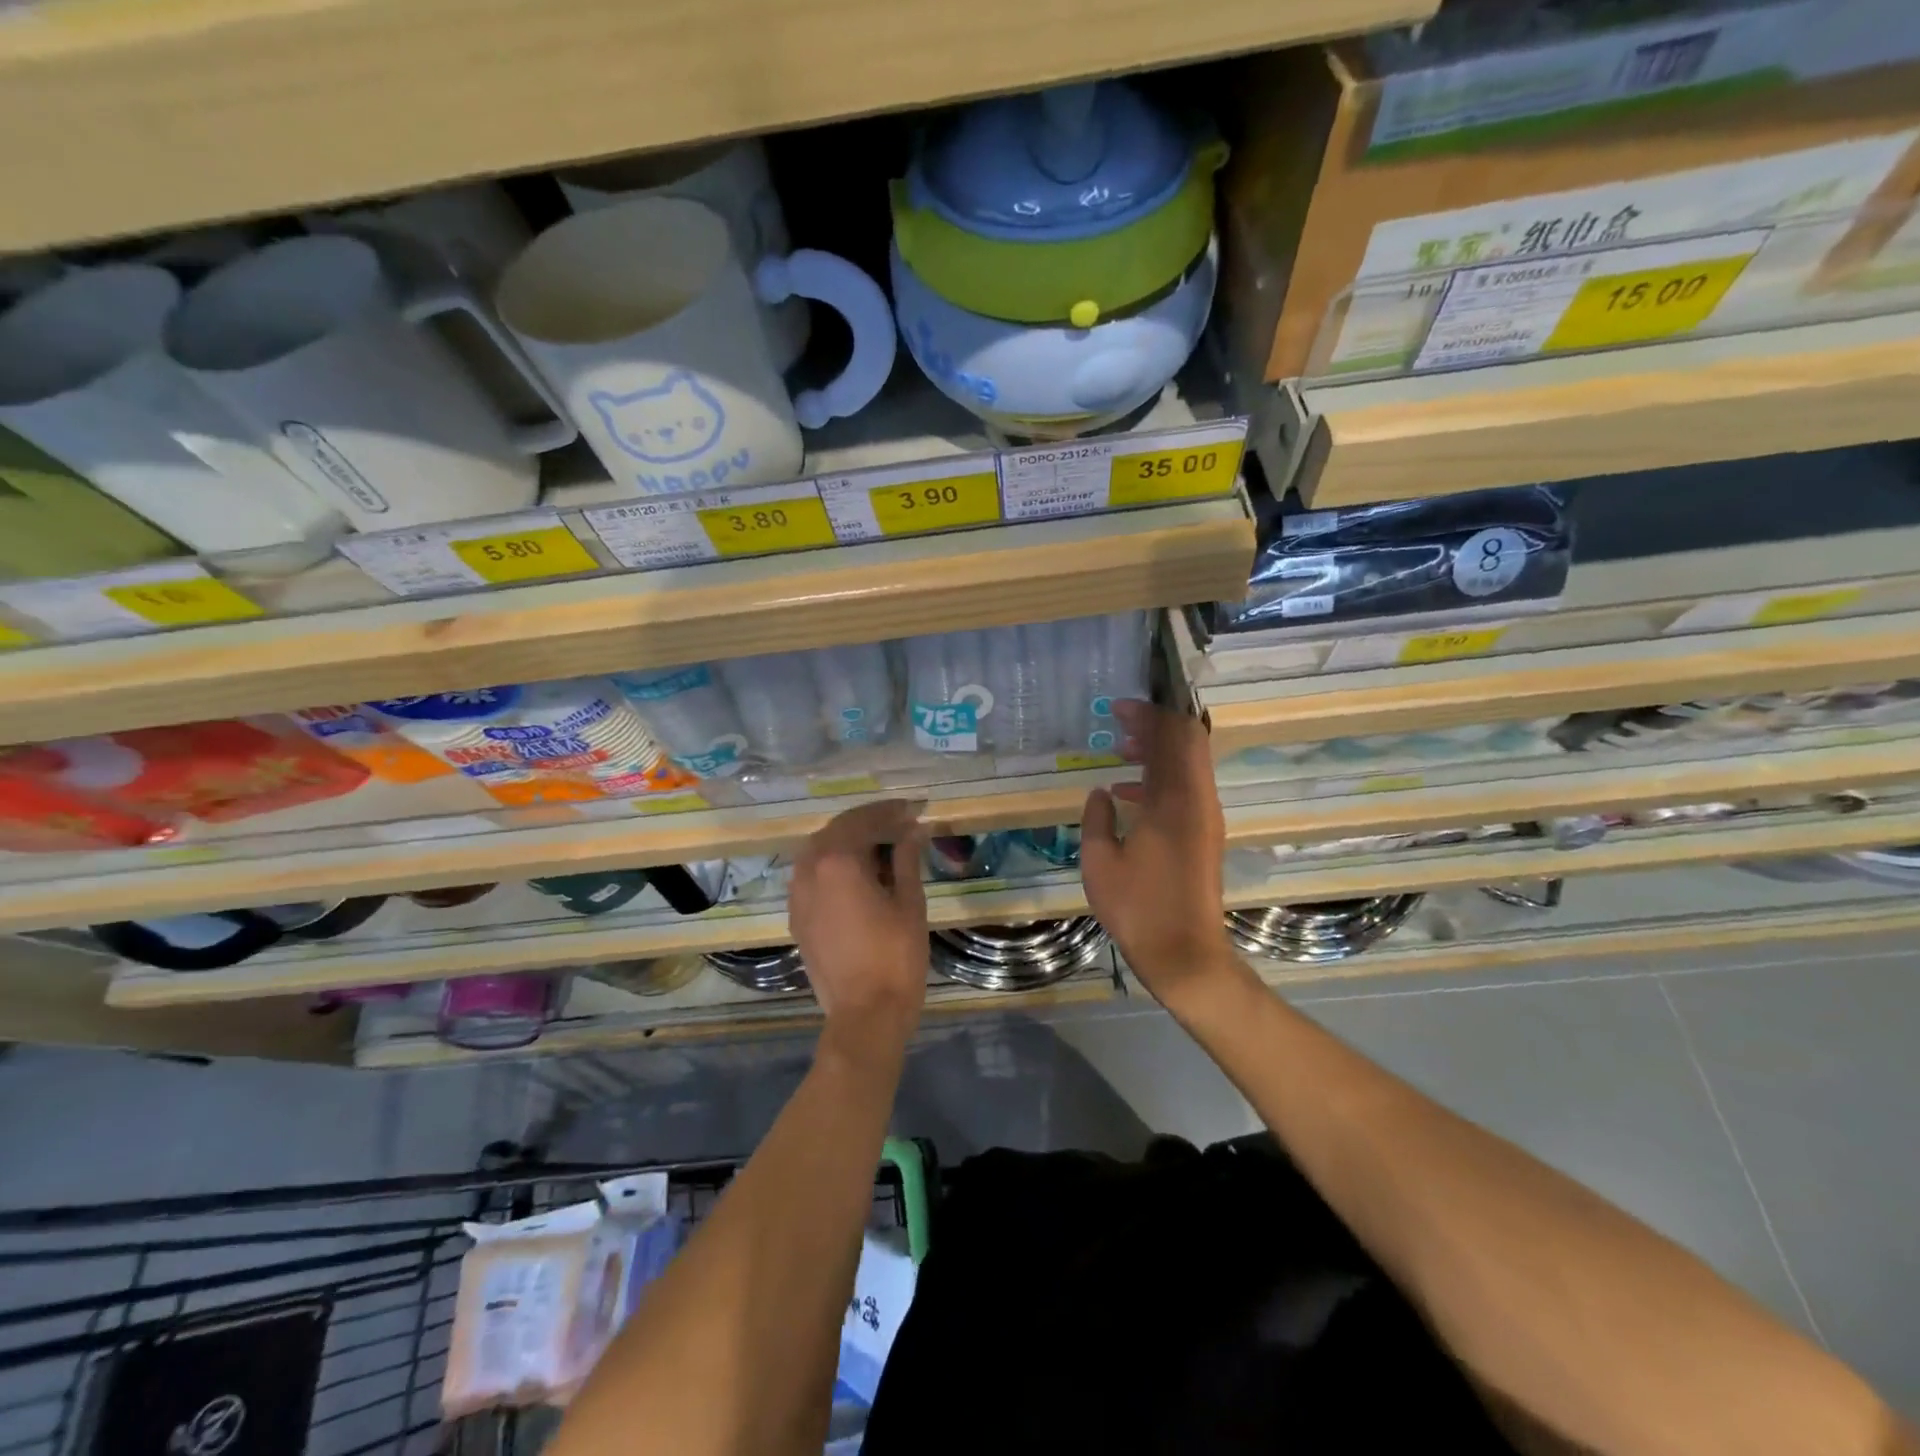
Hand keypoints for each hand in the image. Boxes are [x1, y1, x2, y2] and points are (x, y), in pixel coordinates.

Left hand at [788, 799, 928, 1058]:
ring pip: (819, 849)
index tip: (914, 809)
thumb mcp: (909, 902)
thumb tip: (913, 829)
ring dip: (848, 840)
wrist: (865, 1015)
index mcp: (837, 861)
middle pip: (837, 829)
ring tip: (880, 844)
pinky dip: (833, 863)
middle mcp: (809, 869)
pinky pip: (811, 874)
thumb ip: (907, 859)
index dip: (891, 811)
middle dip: (869, 821)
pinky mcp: (796, 916)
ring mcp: (797, 894)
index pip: (864, 819)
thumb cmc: (896, 957)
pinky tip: (857, 872)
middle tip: (900, 822)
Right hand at [1081, 701, 1239, 1008]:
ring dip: (1159, 752)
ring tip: (1120, 753)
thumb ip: (1096, 819)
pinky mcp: (1204, 837)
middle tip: (1120, 724)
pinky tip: (1127, 795)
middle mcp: (1198, 801)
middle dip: (1156, 726)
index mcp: (1175, 800)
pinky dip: (1161, 780)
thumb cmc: (1138, 907)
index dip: (1148, 715)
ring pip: (1188, 767)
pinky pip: (1186, 790)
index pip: (1172, 736)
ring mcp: (1205, 819)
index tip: (1117, 709)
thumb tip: (1100, 793)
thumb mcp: (1100, 862)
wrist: (1186, 954)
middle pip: (1188, 744)